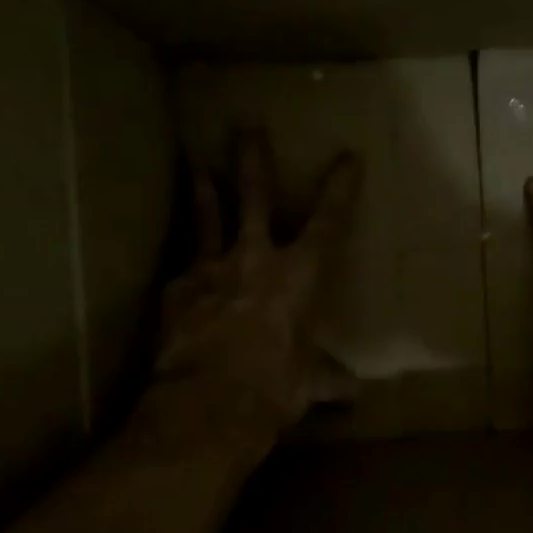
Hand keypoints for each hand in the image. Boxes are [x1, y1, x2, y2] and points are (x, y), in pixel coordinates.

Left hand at [152, 130, 361, 435]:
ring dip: (205, 192)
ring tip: (198, 167)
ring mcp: (210, 271)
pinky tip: (183, 274)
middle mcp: (255, 260)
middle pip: (254, 198)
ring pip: (208, 219)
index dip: (340, 188)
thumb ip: (331, 380)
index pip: (328, 222)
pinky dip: (188, 270)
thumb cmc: (273, 389)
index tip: (348, 157)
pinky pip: (184, 272)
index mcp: (299, 276)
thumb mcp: (309, 384)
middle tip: (247, 126)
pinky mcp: (176, 292)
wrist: (206, 407)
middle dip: (253, 160)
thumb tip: (356, 393)